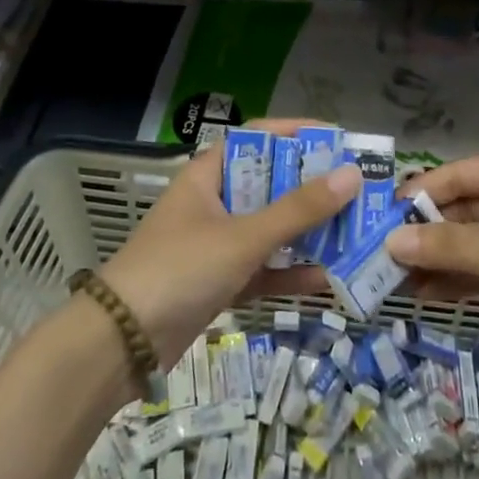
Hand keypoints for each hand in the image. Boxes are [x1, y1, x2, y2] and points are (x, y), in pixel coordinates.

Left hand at [101, 119, 359, 368]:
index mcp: (211, 174)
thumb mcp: (243, 236)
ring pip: (271, 228)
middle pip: (271, 184)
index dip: (298, 133)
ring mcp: (217, 243)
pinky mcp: (220, 282)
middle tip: (359, 191)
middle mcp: (215, 201)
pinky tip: (327, 279)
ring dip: (308, 232)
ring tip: (354, 232)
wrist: (120, 344)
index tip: (340, 140)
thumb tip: (352, 175)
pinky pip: (264, 269)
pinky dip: (290, 273)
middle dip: (314, 188)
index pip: (259, 138)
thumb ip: (298, 210)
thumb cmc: (180, 268)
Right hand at [387, 145, 478, 374]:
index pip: (457, 176)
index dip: (417, 197)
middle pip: (468, 211)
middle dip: (428, 236)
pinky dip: (473, 281)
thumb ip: (456, 248)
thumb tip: (391, 242)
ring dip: (445, 263)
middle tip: (379, 265)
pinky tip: (437, 297)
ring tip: (398, 287)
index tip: (376, 222)